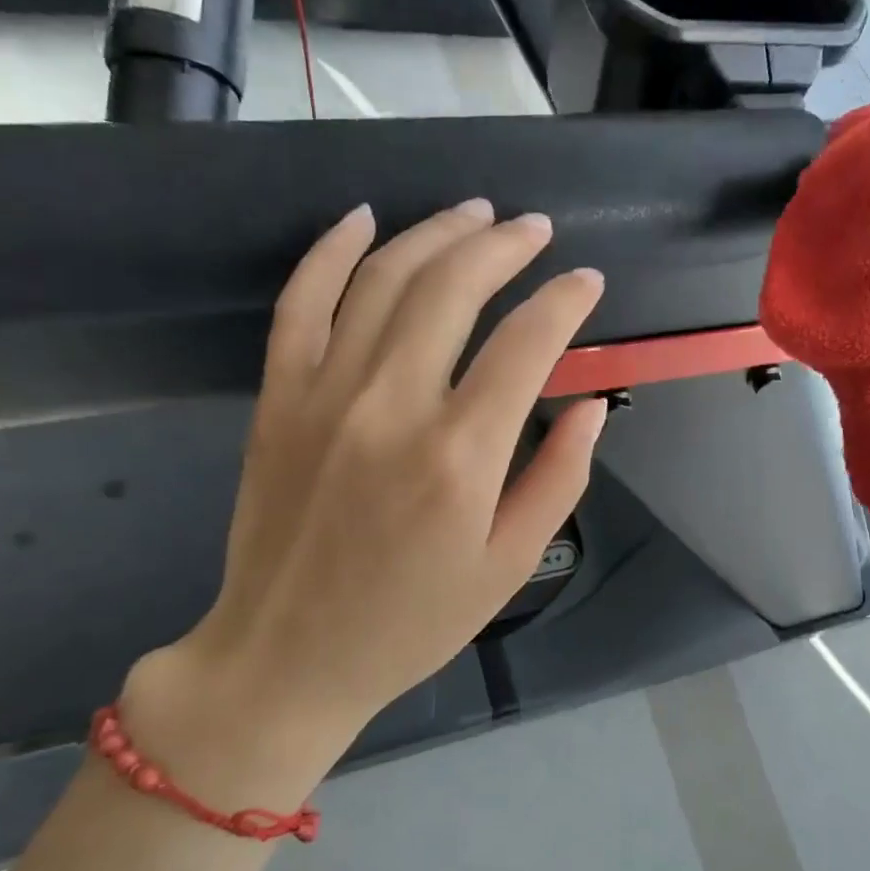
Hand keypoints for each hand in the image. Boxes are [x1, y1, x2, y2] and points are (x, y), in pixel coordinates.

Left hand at [123, 200, 607, 800]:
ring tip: (475, 214)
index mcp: (460, 456)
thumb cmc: (413, 621)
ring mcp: (324, 394)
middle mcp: (392, 406)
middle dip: (504, 246)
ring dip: (434, 234)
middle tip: (536, 230)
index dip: (564, 301)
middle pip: (453, 289)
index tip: (587, 281)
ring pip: (382, 279)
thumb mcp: (509, 564)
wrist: (287, 656)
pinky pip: (300, 302)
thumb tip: (593, 404)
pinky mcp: (277, 398)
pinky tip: (364, 219)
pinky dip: (331, 251)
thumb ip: (559, 477)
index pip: (526, 343)